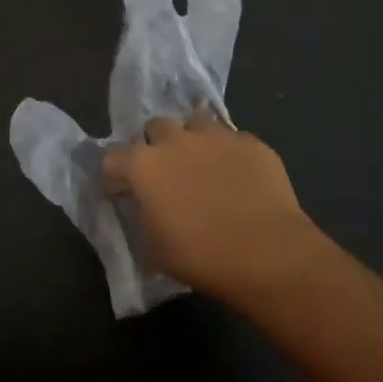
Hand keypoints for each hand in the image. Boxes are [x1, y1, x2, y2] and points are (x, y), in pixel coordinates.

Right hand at [103, 114, 327, 305]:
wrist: (269, 254)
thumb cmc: (203, 257)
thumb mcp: (154, 248)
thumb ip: (142, 217)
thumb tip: (143, 205)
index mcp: (145, 165)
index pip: (113, 156)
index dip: (115, 174)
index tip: (123, 191)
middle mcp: (176, 140)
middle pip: (155, 127)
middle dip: (156, 145)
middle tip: (167, 172)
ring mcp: (215, 136)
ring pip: (195, 123)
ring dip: (193, 141)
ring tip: (204, 166)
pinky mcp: (250, 142)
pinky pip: (232, 139)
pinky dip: (229, 154)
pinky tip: (240, 177)